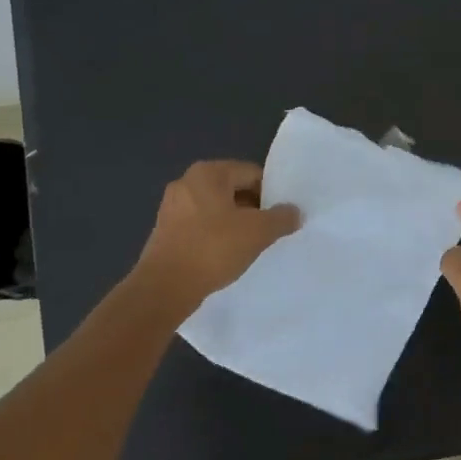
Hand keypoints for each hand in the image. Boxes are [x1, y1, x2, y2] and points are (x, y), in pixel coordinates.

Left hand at [133, 160, 300, 311]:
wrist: (165, 286)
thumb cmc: (213, 248)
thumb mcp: (258, 232)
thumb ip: (281, 218)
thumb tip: (294, 211)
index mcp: (208, 173)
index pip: (251, 173)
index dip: (271, 193)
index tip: (282, 217)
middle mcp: (187, 182)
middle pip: (233, 189)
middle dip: (254, 209)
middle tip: (270, 232)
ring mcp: (172, 206)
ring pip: (217, 209)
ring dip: (236, 223)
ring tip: (250, 246)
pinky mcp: (166, 230)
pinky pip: (201, 225)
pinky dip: (216, 235)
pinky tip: (226, 255)